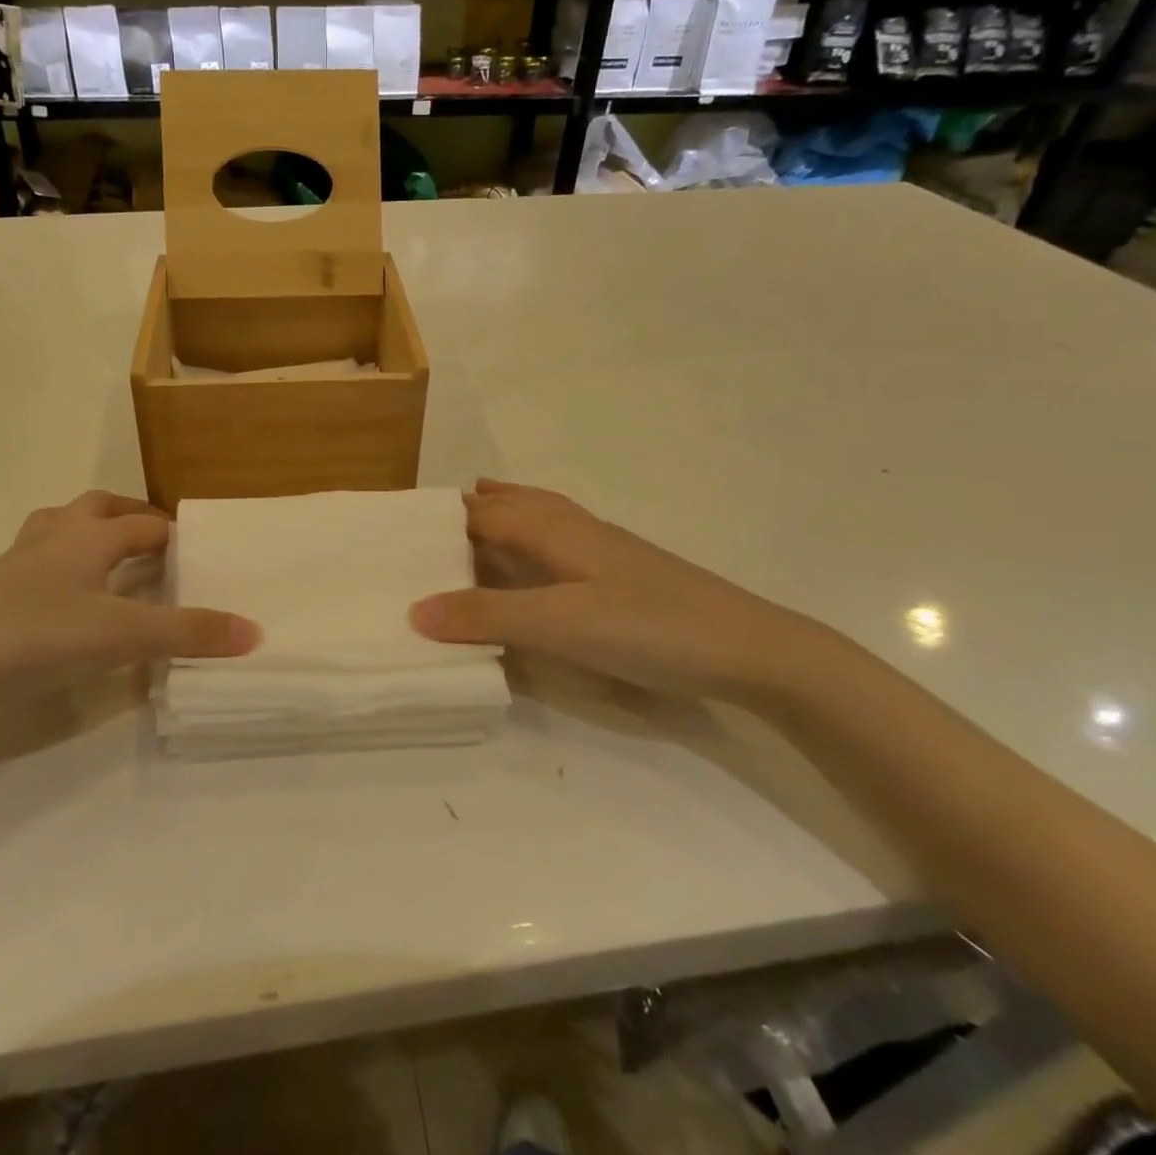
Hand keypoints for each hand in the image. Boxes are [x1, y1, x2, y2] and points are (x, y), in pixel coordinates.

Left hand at [0, 491, 258, 733]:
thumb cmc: (31, 636)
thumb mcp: (119, 635)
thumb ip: (187, 633)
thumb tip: (256, 631)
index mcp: (86, 536)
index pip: (143, 522)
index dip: (174, 531)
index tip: (202, 547)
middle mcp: (52, 539)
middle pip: (96, 509)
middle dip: (130, 518)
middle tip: (158, 542)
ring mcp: (16, 566)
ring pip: (60, 532)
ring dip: (90, 537)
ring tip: (114, 564)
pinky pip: (38, 569)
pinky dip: (63, 574)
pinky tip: (69, 608)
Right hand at [409, 480, 844, 704]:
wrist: (751, 649)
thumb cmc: (648, 627)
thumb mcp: (558, 624)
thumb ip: (488, 616)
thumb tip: (414, 610)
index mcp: (556, 530)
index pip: (486, 512)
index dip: (446, 517)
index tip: (405, 527)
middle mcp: (577, 530)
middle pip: (516, 504)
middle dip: (475, 506)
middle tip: (435, 519)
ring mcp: (606, 551)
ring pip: (544, 518)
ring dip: (508, 514)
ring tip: (481, 515)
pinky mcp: (625, 576)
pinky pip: (563, 542)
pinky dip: (535, 539)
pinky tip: (542, 561)